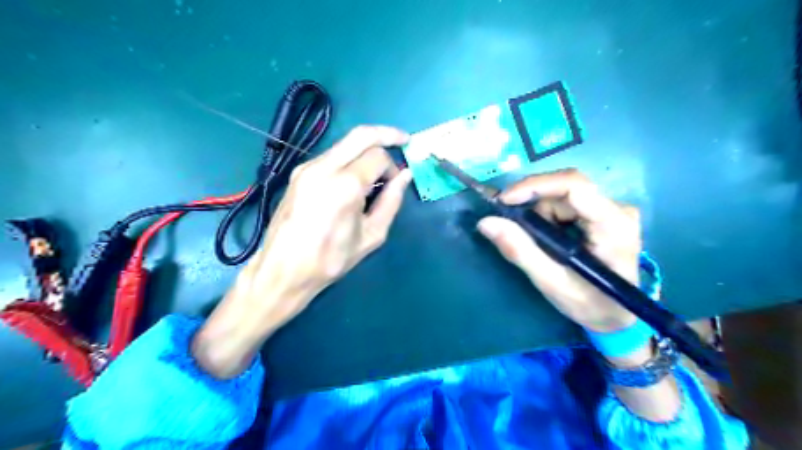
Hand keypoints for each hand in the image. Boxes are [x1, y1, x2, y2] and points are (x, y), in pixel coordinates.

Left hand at [191, 126, 408, 376]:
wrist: (283, 270)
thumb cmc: (331, 259)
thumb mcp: (371, 235)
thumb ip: (391, 201)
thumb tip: (405, 176)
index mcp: (345, 185)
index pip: (378, 156)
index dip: (393, 167)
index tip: (396, 184)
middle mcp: (324, 167)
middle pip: (361, 134)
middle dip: (386, 134)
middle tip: (403, 139)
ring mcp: (307, 167)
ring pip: (345, 143)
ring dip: (366, 148)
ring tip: (378, 169)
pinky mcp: (298, 172)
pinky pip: (331, 155)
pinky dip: (350, 158)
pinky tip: (355, 178)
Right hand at [479, 169, 642, 334]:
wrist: (616, 315)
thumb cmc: (589, 303)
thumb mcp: (551, 282)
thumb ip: (520, 251)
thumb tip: (486, 222)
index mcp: (613, 225)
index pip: (574, 186)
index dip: (535, 186)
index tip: (504, 201)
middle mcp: (617, 208)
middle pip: (564, 188)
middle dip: (533, 206)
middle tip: (513, 227)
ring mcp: (612, 208)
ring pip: (561, 194)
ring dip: (539, 214)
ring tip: (537, 243)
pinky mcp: (604, 211)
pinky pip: (565, 201)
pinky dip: (547, 216)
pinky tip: (548, 238)